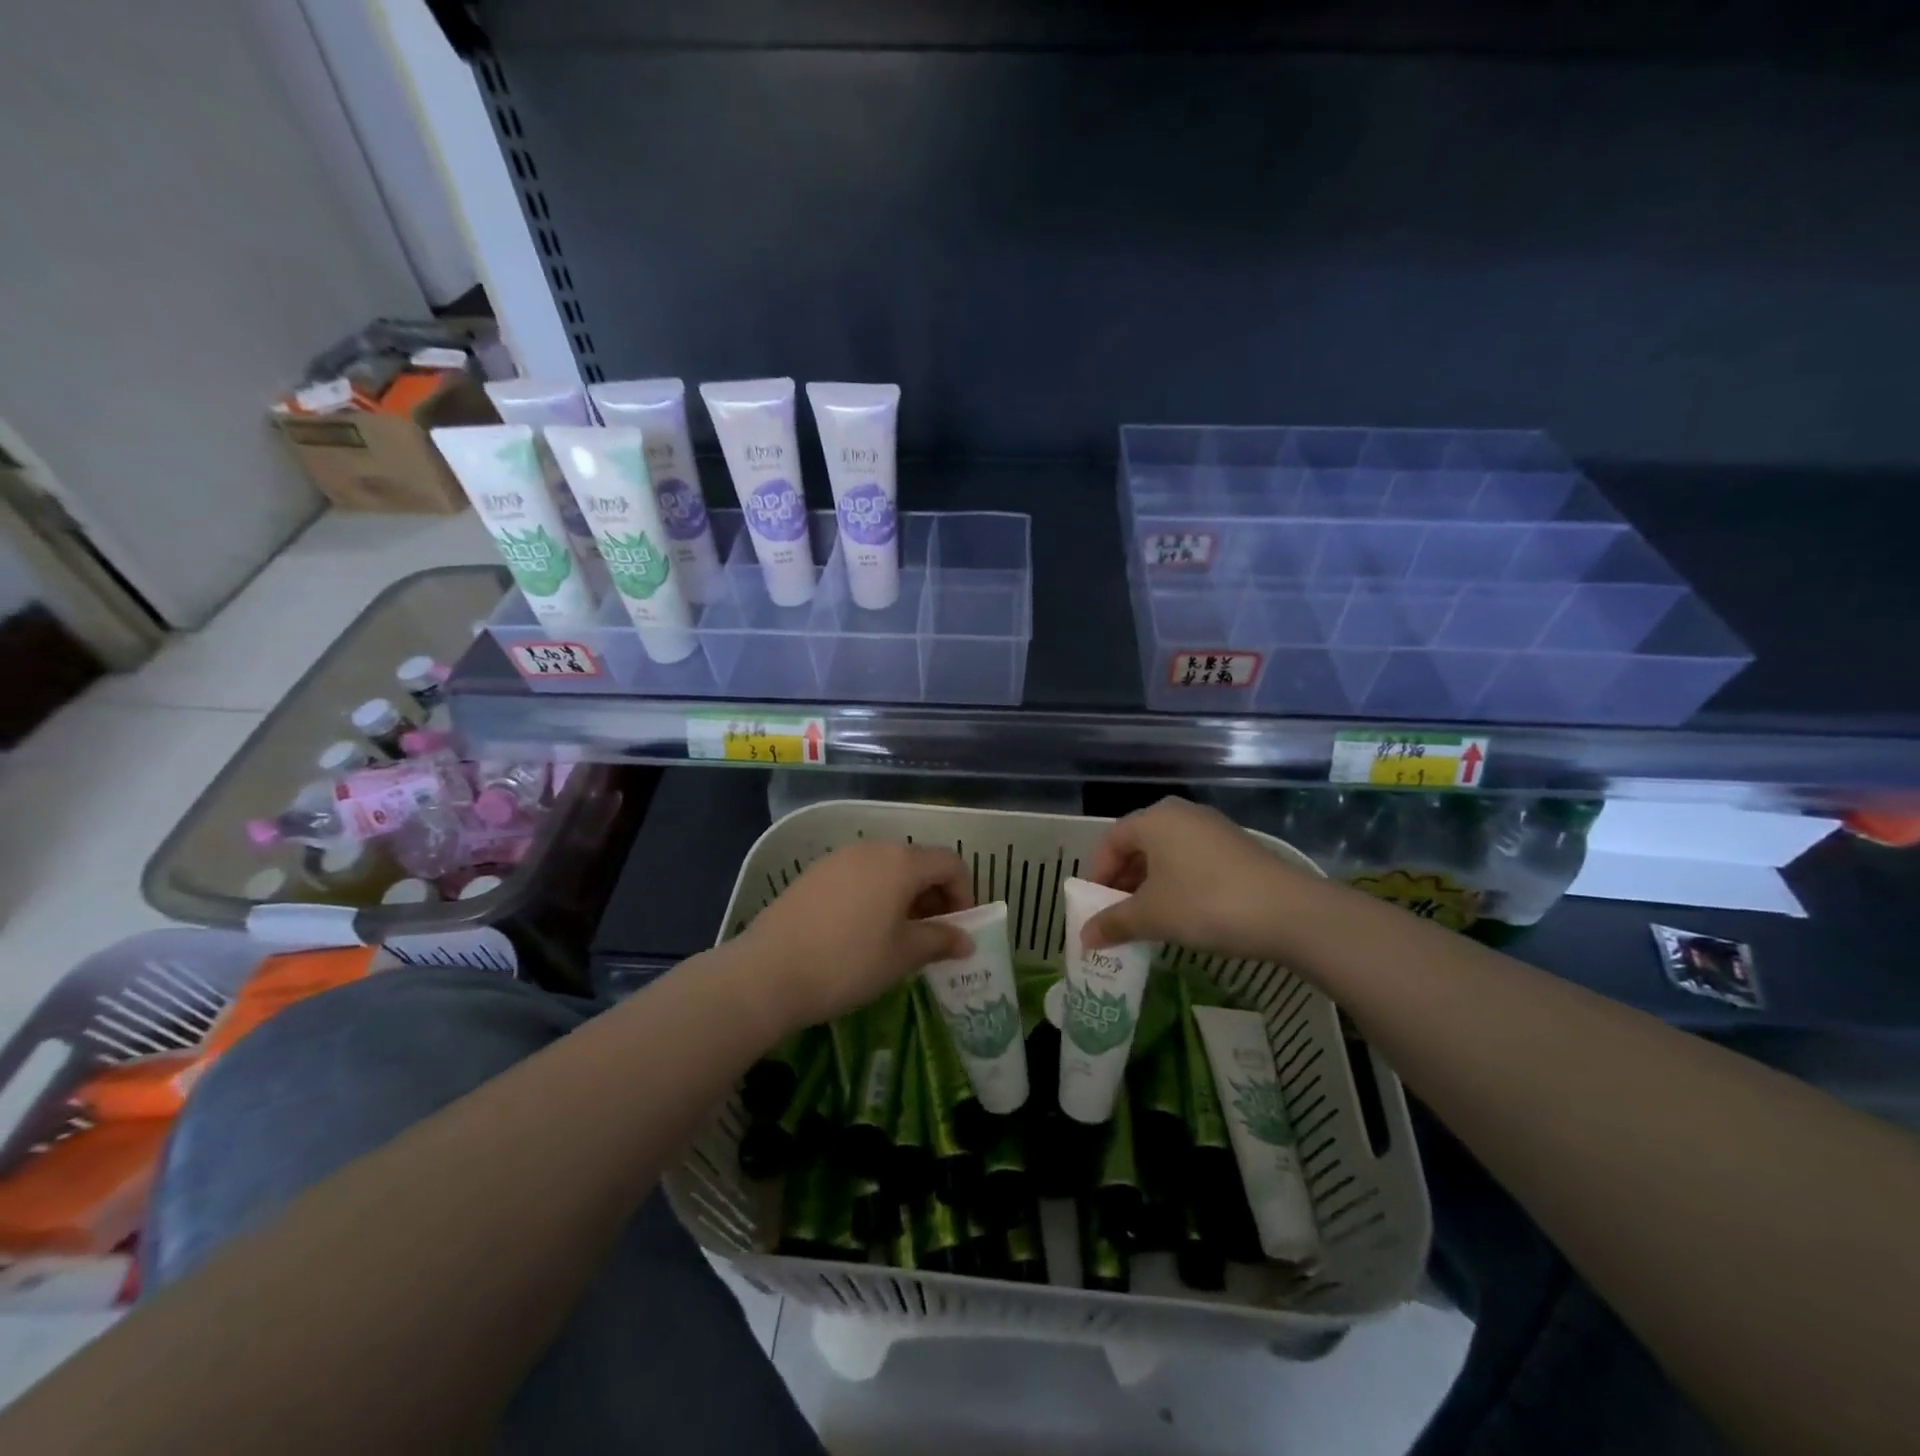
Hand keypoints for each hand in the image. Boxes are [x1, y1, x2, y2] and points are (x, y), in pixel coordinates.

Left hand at [735, 841, 972, 1031]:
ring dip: (903, 895)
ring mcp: (839, 858)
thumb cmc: (848, 963)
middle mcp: (872, 849)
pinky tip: (861, 931)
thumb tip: (966, 940)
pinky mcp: (814, 873)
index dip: (964, 893)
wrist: (768, 972)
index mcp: (900, 862)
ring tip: (897, 935)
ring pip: (886, 868)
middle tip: (931, 935)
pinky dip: (874, 895)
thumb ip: (939, 940)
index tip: (958, 928)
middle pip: (918, 862)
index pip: (950, 863)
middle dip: (933, 895)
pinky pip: (858, 875)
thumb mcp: (902, 956)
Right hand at [1082, 797, 1318, 958]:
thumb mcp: (1152, 916)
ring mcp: (1212, 827)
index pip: (1110, 841)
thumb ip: (1113, 923)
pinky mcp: (1236, 846)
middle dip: (1123, 880)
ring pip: (1166, 852)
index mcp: (1154, 819)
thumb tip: (1084, 939)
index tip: (1096, 907)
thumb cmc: (1205, 904)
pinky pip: (1192, 859)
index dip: (1097, 874)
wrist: (1288, 912)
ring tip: (1148, 917)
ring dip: (1150, 883)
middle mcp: (1180, 813)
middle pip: (1138, 844)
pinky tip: (1183, 912)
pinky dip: (1177, 881)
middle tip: (1118, 913)